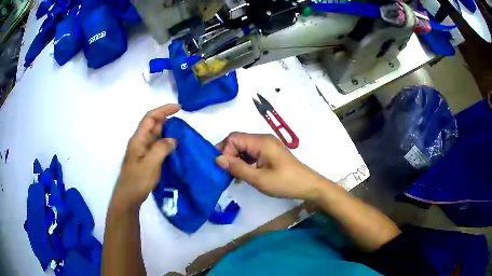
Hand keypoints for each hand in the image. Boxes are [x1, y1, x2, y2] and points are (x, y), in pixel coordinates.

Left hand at [113, 104, 179, 208]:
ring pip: (156, 135)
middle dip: (167, 119)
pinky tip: (175, 147)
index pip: (150, 118)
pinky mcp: (146, 158)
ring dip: (168, 131)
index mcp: (138, 139)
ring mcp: (143, 150)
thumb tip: (173, 139)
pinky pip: (157, 145)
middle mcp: (140, 142)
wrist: (128, 198)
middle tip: (183, 123)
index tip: (178, 108)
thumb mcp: (150, 165)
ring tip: (182, 133)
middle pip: (153, 125)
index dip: (164, 110)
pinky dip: (166, 143)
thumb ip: (161, 149)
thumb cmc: (136, 181)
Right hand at [215, 133, 327, 200]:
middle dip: (229, 155)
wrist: (308, 185)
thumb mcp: (259, 178)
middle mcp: (263, 139)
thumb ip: (237, 168)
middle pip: (238, 141)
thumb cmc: (285, 183)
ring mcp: (267, 146)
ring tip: (233, 175)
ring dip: (236, 159)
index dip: (225, 150)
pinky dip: (245, 162)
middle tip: (225, 173)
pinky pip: (252, 153)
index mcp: (261, 142)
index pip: (234, 138)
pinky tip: (243, 174)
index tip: (222, 167)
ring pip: (244, 148)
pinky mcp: (270, 153)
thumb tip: (217, 159)